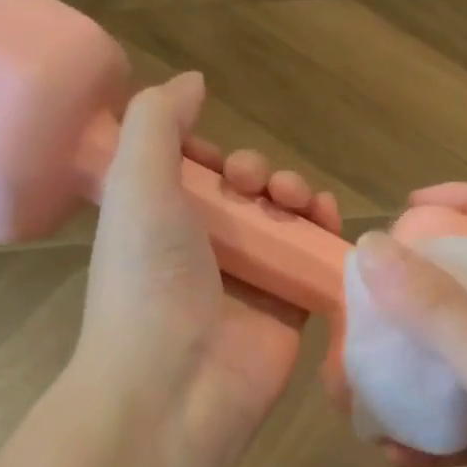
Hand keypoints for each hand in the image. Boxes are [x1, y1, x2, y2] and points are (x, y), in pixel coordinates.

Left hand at [77, 72, 341, 462]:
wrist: (176, 384)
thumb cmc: (148, 280)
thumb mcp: (135, 184)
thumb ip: (159, 123)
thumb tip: (193, 81)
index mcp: (158, 223)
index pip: (193, 176)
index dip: (212, 156)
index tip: (219, 158)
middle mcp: (204, 251)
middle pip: (247, 196)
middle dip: (261, 175)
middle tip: (257, 187)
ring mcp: (250, 283)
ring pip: (286, 224)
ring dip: (298, 198)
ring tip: (297, 202)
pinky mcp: (290, 310)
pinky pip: (316, 263)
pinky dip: (328, 238)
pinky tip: (330, 222)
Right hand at [358, 184, 466, 466]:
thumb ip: (434, 306)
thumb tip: (370, 245)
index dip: (462, 203)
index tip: (406, 208)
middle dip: (412, 306)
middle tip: (362, 317)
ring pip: (460, 372)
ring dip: (411, 381)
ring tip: (358, 395)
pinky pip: (466, 430)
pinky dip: (431, 439)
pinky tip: (392, 454)